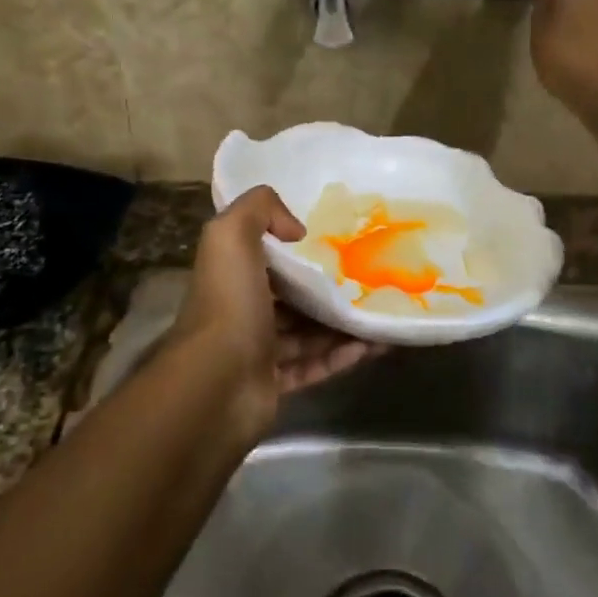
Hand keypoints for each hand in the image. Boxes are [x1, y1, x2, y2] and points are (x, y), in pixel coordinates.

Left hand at [171, 186, 379, 440]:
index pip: (266, 257)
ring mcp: (257, 352)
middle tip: (370, 280)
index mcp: (231, 276)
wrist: (216, 386)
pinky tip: (374, 346)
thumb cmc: (228, 305)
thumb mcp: (230, 236)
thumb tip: (295, 228)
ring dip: (342, 324)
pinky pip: (315, 365)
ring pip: (307, 333)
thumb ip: (258, 209)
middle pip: (291, 297)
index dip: (298, 249)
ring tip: (381, 314)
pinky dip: (342, 356)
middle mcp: (241, 312)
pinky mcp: (275, 385)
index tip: (339, 242)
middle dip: (327, 289)